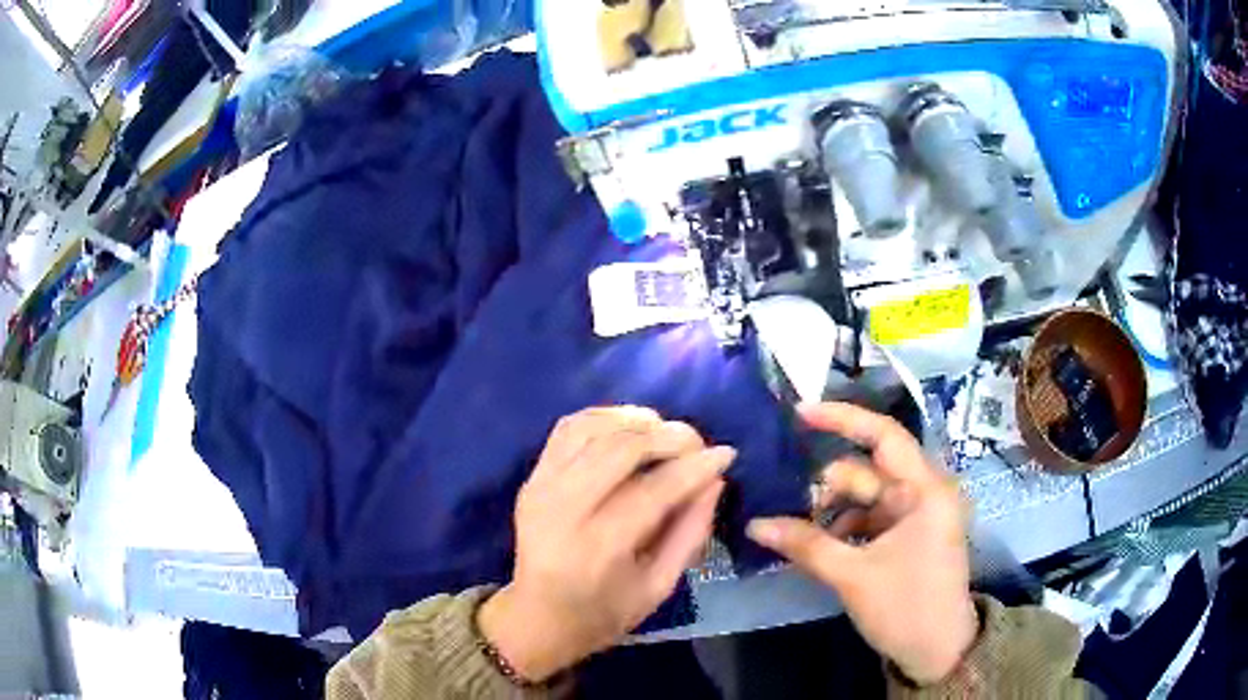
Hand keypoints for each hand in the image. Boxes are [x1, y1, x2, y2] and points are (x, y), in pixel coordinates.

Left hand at [478, 406, 733, 681]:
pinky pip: (568, 428)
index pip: (652, 490)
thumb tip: (715, 479)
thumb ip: (690, 532)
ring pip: (592, 428)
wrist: (538, 617)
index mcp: (597, 549)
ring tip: (666, 431)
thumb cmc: (604, 612)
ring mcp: (540, 488)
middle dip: (669, 436)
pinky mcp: (532, 477)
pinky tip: (629, 427)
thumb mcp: (660, 587)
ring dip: (636, 420)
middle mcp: (562, 510)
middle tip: (698, 443)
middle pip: (620, 449)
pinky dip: (603, 417)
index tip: (726, 454)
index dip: (695, 467)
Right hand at [747, 402, 976, 684]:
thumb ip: (805, 545)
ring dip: (833, 514)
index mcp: (925, 490)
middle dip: (827, 490)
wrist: (938, 651)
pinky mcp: (909, 534)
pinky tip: (821, 550)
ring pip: (865, 497)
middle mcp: (924, 492)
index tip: (799, 414)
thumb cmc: (906, 608)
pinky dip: (844, 528)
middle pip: (867, 472)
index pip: (884, 436)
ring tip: (800, 539)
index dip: (842, 419)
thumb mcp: (853, 576)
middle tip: (787, 512)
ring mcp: (917, 514)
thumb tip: (754, 524)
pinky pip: (870, 518)